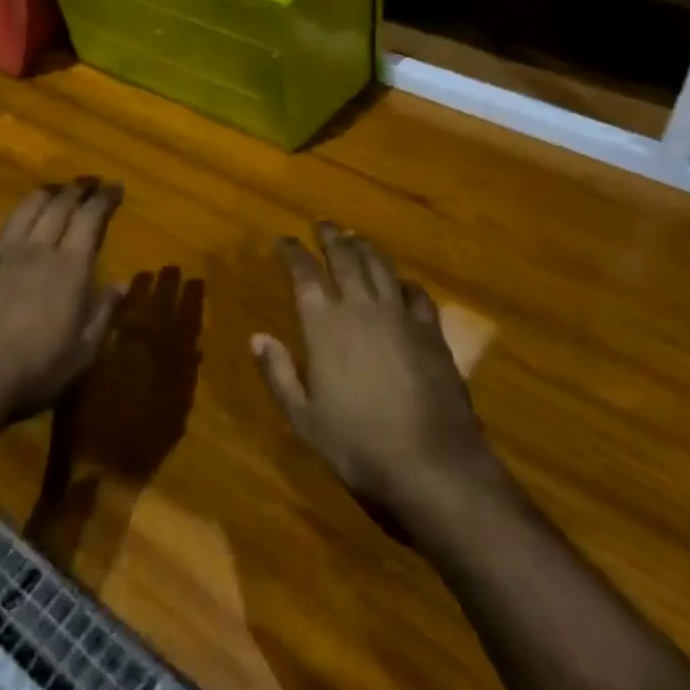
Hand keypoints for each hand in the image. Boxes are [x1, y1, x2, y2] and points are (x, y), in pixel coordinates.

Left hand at [0, 181, 124, 439]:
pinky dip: (12, 220)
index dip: (105, 197)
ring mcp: (1, 253)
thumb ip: (103, 314)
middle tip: (90, 185)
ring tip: (55, 192)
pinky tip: (13, 226)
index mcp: (70, 267)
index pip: (90, 216)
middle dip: (78, 188)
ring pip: (26, 207)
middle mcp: (37, 249)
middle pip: (59, 203)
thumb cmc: (33, 373)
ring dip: (46, 194)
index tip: (116, 188)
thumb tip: (123, 283)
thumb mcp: (82, 354)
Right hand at [252, 223, 499, 525]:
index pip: (305, 273)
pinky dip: (402, 281)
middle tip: (323, 224)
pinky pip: (416, 292)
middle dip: (331, 237)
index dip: (293, 252)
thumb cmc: (358, 445)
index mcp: (325, 325)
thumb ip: (278, 373)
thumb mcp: (304, 418)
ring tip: (356, 238)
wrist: (432, 465)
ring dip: (365, 248)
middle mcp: (362, 308)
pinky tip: (400, 282)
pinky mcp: (432, 331)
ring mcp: (401, 316)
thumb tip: (257, 337)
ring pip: (381, 266)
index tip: (285, 241)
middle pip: (346, 257)